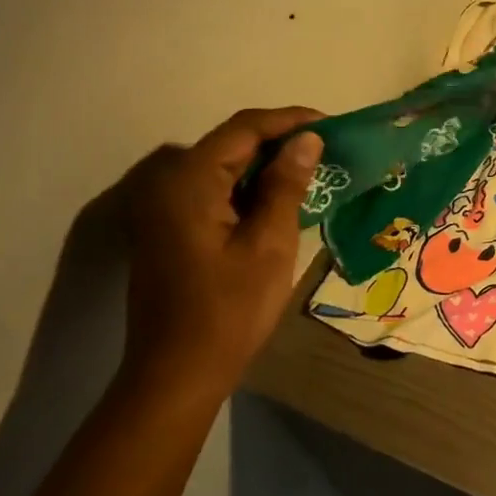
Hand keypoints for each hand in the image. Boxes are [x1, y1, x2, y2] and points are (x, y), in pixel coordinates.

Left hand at [118, 106, 323, 404]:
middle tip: (328, 149)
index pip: (245, 128)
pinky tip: (279, 199)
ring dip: (266, 165)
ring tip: (312, 170)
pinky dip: (247, 187)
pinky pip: (213, 190)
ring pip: (223, 166)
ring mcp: (163, 207)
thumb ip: (286, 184)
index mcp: (189, 180)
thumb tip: (307, 139)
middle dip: (280, 141)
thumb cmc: (229, 310)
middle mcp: (169, 183)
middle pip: (231, 143)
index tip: (332, 126)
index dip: (290, 120)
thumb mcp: (270, 243)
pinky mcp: (168, 228)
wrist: (176, 375)